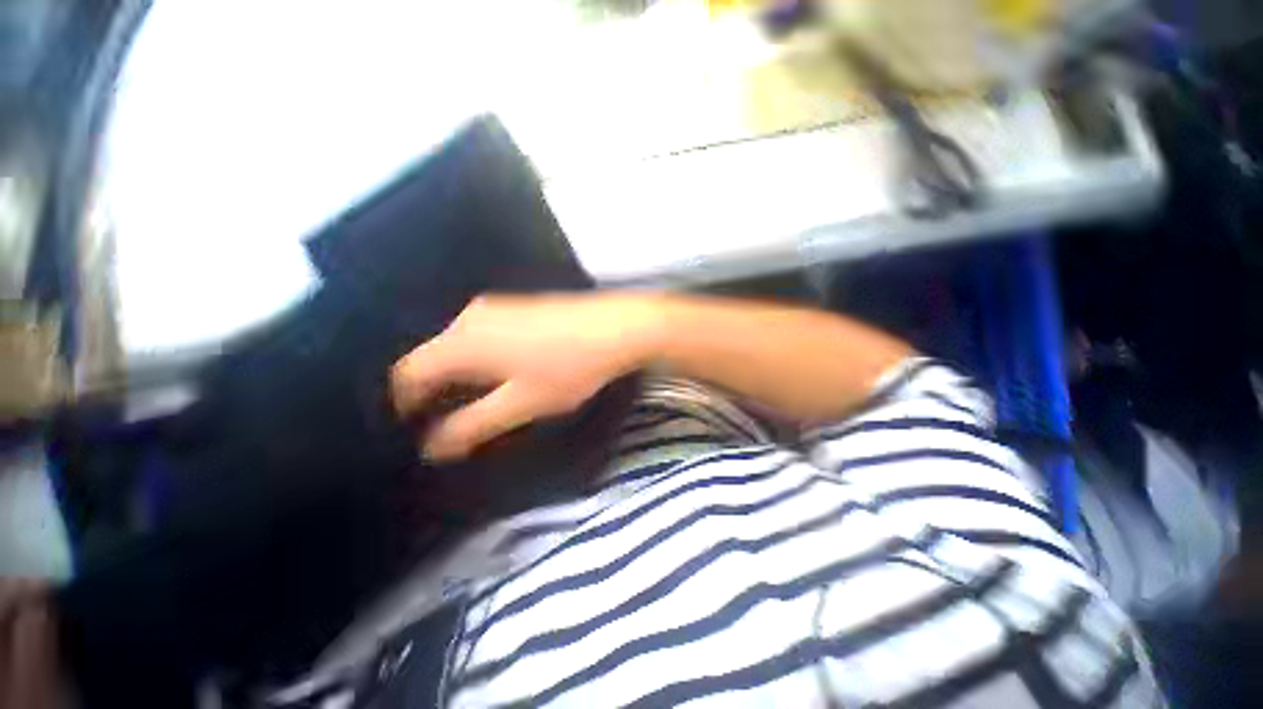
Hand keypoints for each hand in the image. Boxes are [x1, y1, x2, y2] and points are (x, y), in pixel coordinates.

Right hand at [391, 293, 658, 460]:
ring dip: (461, 375)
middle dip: (436, 391)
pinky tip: (506, 372)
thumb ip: (473, 425)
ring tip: (479, 401)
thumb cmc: (567, 367)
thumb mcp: (521, 403)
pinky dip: (481, 358)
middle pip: (433, 357)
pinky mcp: (519, 306)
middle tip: (450, 420)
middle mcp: (470, 317)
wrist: (615, 326)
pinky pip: (483, 335)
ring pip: (460, 345)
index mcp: (462, 341)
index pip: (408, 373)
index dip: (405, 404)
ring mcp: (497, 306)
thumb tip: (432, 447)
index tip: (417, 429)